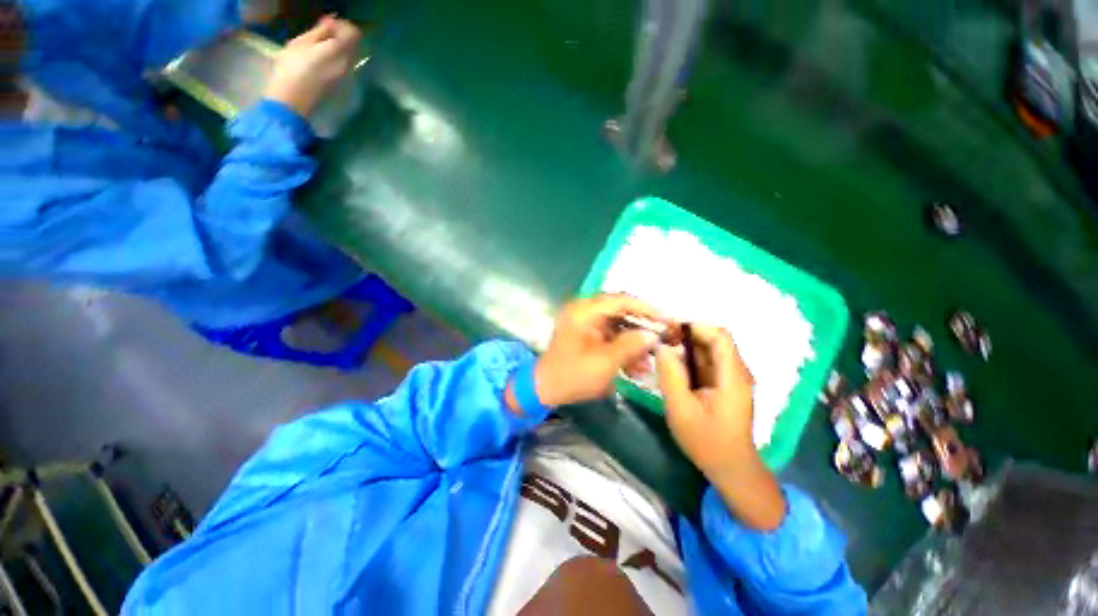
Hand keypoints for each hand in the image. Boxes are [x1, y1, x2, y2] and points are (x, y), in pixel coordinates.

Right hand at [262, 16, 360, 116]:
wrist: (294, 97)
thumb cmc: (293, 67)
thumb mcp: (302, 42)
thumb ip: (320, 31)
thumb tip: (332, 22)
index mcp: (340, 51)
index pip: (353, 33)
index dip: (342, 25)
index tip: (327, 24)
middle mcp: (348, 63)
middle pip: (353, 44)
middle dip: (340, 35)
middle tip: (321, 33)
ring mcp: (346, 75)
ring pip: (349, 54)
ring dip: (337, 45)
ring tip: (317, 44)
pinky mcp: (341, 82)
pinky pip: (343, 63)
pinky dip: (336, 56)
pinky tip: (319, 56)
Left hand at [528, 295, 665, 408]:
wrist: (545, 389)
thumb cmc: (572, 375)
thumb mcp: (604, 362)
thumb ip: (629, 346)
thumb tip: (652, 335)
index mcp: (584, 311)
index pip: (621, 301)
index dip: (646, 309)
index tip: (666, 319)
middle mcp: (585, 311)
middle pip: (621, 313)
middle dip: (642, 329)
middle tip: (662, 340)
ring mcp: (586, 324)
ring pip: (618, 327)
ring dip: (634, 343)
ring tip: (649, 362)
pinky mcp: (588, 336)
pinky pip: (611, 337)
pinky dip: (623, 350)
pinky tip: (636, 367)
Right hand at [655, 325, 784, 530]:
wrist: (731, 469)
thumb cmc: (707, 441)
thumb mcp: (681, 409)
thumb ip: (670, 375)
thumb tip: (661, 346)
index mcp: (732, 376)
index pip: (720, 336)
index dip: (695, 326)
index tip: (668, 329)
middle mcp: (737, 372)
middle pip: (714, 341)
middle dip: (686, 336)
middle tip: (660, 341)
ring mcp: (731, 379)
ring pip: (709, 351)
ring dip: (686, 347)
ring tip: (662, 351)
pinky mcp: (725, 386)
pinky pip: (707, 363)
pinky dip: (689, 360)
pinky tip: (672, 367)